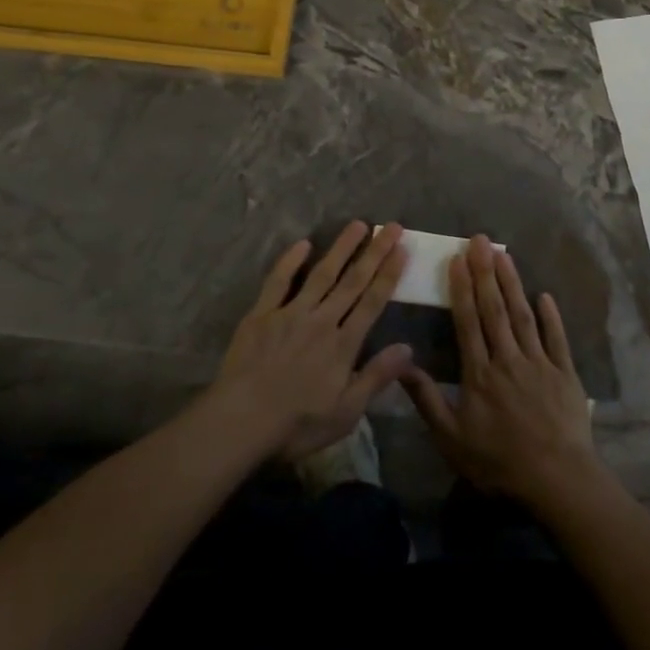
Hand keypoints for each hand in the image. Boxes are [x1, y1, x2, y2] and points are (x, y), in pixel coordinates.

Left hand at [213, 221, 412, 462]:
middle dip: (374, 252)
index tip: (402, 248)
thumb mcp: (346, 412)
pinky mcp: (261, 314)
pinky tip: (303, 243)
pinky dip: (290, 261)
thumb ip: (376, 376)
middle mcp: (321, 320)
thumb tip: (409, 348)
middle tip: (392, 225)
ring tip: (358, 224)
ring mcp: (290, 313)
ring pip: (321, 273)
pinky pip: (278, 281)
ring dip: (341, 248)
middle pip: (353, 281)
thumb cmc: (296, 424)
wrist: (240, 422)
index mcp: (343, 345)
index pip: (372, 302)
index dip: (389, 274)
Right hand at [400, 235, 603, 509]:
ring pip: (523, 316)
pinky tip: (544, 295)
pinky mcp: (565, 373)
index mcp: (480, 373)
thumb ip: (428, 400)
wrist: (556, 479)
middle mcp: (508, 359)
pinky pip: (557, 339)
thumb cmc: (499, 462)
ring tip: (504, 254)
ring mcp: (539, 363)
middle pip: (495, 309)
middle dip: (485, 273)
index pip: (468, 322)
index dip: (462, 289)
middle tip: (480, 241)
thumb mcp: (452, 439)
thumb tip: (403, 364)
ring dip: (513, 284)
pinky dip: (551, 316)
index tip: (457, 260)